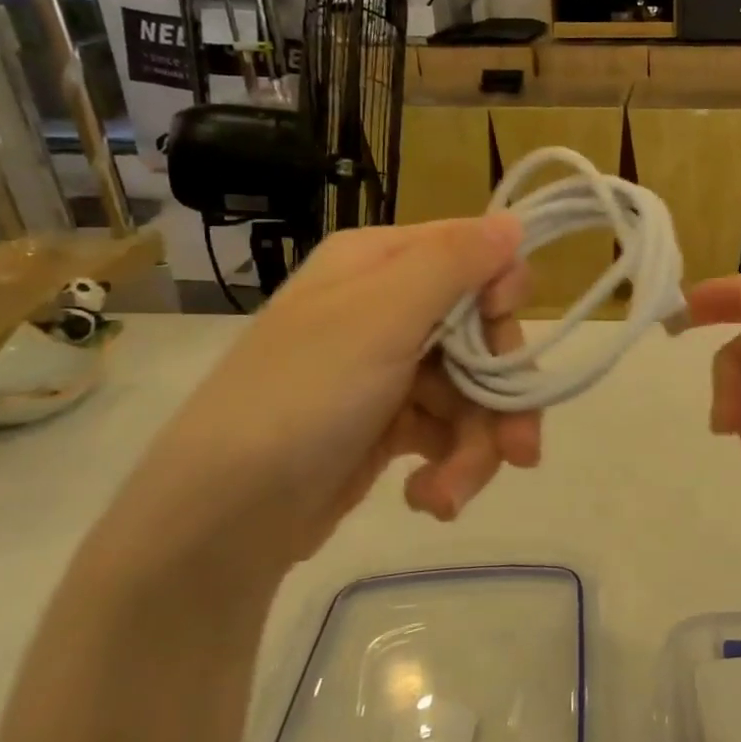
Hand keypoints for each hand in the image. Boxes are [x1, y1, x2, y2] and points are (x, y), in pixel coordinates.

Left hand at [119, 216, 537, 587]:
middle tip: (519, 451)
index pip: (474, 255)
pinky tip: (428, 499)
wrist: (221, 520)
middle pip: (483, 334)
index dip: (502, 296)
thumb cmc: (304, 397)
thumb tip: (513, 221)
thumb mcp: (382, 317)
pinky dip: (449, 467)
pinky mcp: (388, 424)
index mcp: (380, 264)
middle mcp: (388, 307)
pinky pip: (447, 431)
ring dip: (477, 447)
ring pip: (473, 391)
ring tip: (452, 493)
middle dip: (503, 394)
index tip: (503, 334)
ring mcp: (388, 368)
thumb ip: (455, 262)